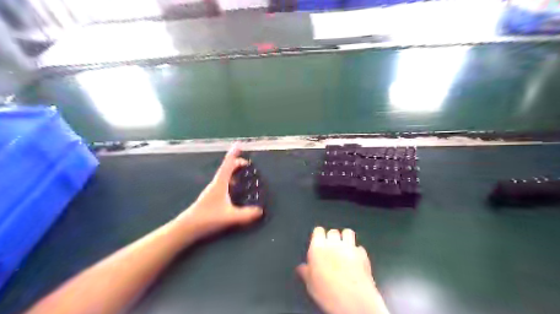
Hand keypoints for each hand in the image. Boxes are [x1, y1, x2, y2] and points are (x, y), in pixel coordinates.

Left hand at [180, 144, 264, 239]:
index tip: (238, 145)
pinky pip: (223, 183)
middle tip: (247, 164)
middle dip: (236, 163)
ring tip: (242, 173)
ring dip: (232, 172)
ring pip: (224, 176)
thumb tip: (260, 211)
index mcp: (219, 184)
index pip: (228, 165)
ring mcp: (212, 190)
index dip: (233, 154)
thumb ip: (246, 214)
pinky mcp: (211, 197)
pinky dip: (230, 180)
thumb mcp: (229, 216)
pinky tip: (234, 189)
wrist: (187, 227)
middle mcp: (215, 184)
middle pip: (226, 168)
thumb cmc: (207, 218)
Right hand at [297, 227, 389, 312]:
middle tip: (331, 248)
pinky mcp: (363, 254)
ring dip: (346, 238)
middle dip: (332, 237)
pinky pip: (359, 247)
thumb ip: (305, 271)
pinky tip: (355, 259)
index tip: (318, 242)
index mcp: (318, 247)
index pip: (318, 231)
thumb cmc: (327, 292)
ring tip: (344, 248)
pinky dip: (357, 251)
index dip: (319, 235)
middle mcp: (334, 243)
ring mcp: (350, 247)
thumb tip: (301, 267)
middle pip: (333, 231)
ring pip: (348, 232)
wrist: (353, 300)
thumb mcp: (310, 284)